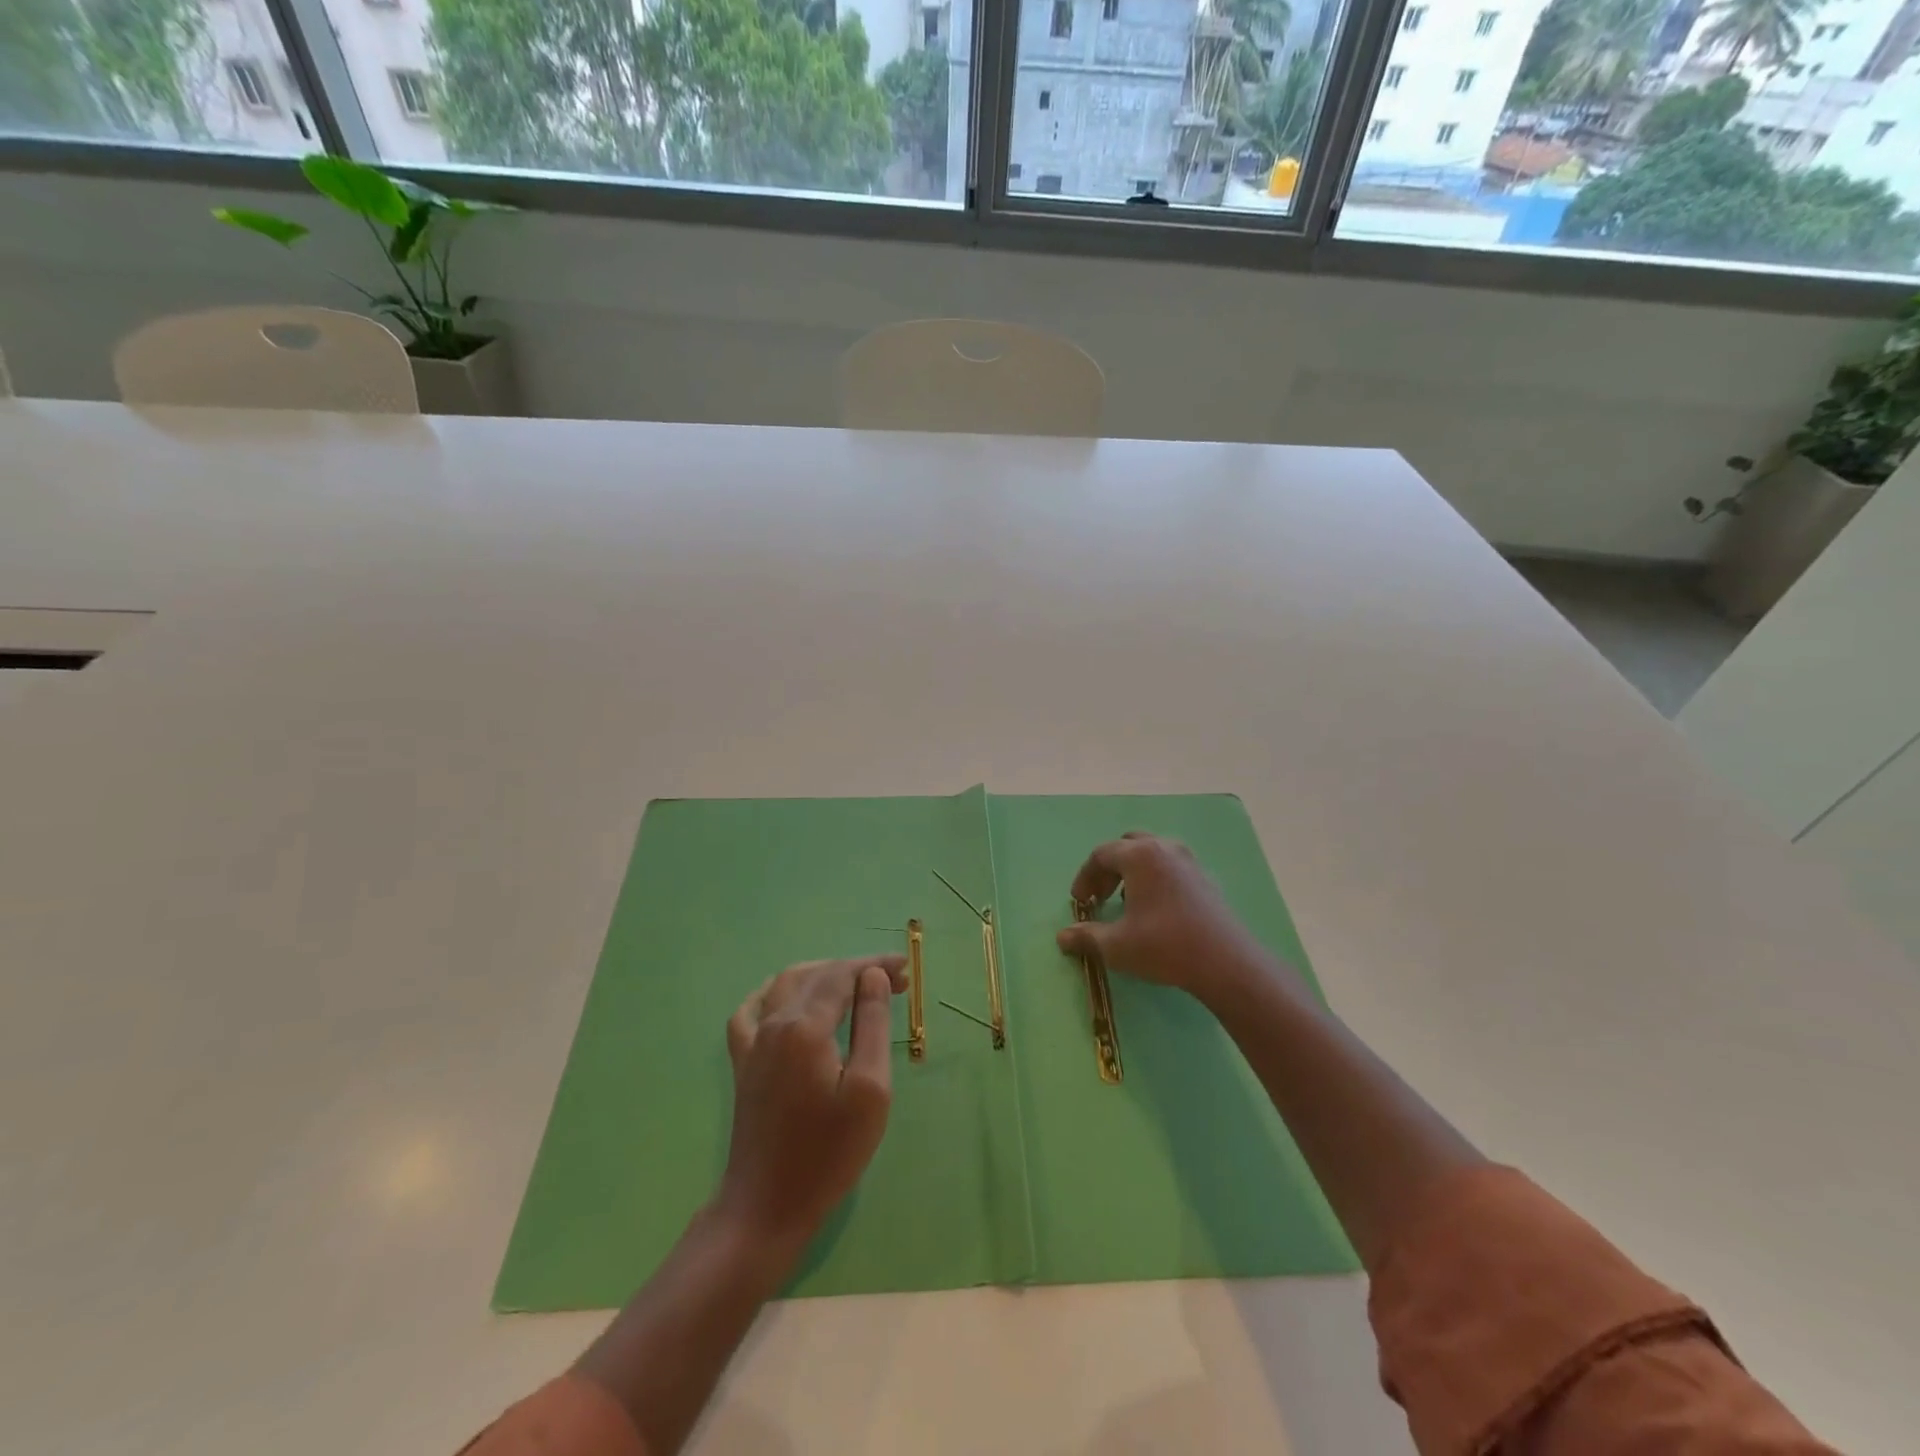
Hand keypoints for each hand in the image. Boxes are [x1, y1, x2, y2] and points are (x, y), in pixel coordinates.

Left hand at [715, 955, 905, 1257]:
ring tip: (856, 985)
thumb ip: (871, 1025)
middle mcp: (773, 1022)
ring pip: (785, 984)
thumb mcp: (869, 1089)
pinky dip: (776, 992)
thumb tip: (872, 976)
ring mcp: (752, 1042)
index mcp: (804, 1026)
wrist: (766, 1207)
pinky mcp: (742, 1062)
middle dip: (855, 970)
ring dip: (823, 975)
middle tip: (893, 981)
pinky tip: (790, 998)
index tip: (906, 970)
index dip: (874, 965)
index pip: (842, 975)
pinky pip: (753, 1009)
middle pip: (816, 975)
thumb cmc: (828, 1153)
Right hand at [1055, 833, 1267, 1003]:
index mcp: (1139, 855)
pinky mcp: (1205, 879)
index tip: (1079, 902)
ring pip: (1152, 854)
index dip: (1085, 877)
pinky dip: (1154, 879)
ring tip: (1126, 901)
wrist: (1226, 962)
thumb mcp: (1116, 946)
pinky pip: (1170, 867)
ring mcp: (1189, 862)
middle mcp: (1164, 849)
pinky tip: (1155, 909)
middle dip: (1109, 868)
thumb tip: (1062, 937)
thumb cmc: (1164, 946)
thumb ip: (1086, 937)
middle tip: (1100, 895)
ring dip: (1132, 872)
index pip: (1101, 854)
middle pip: (1127, 846)